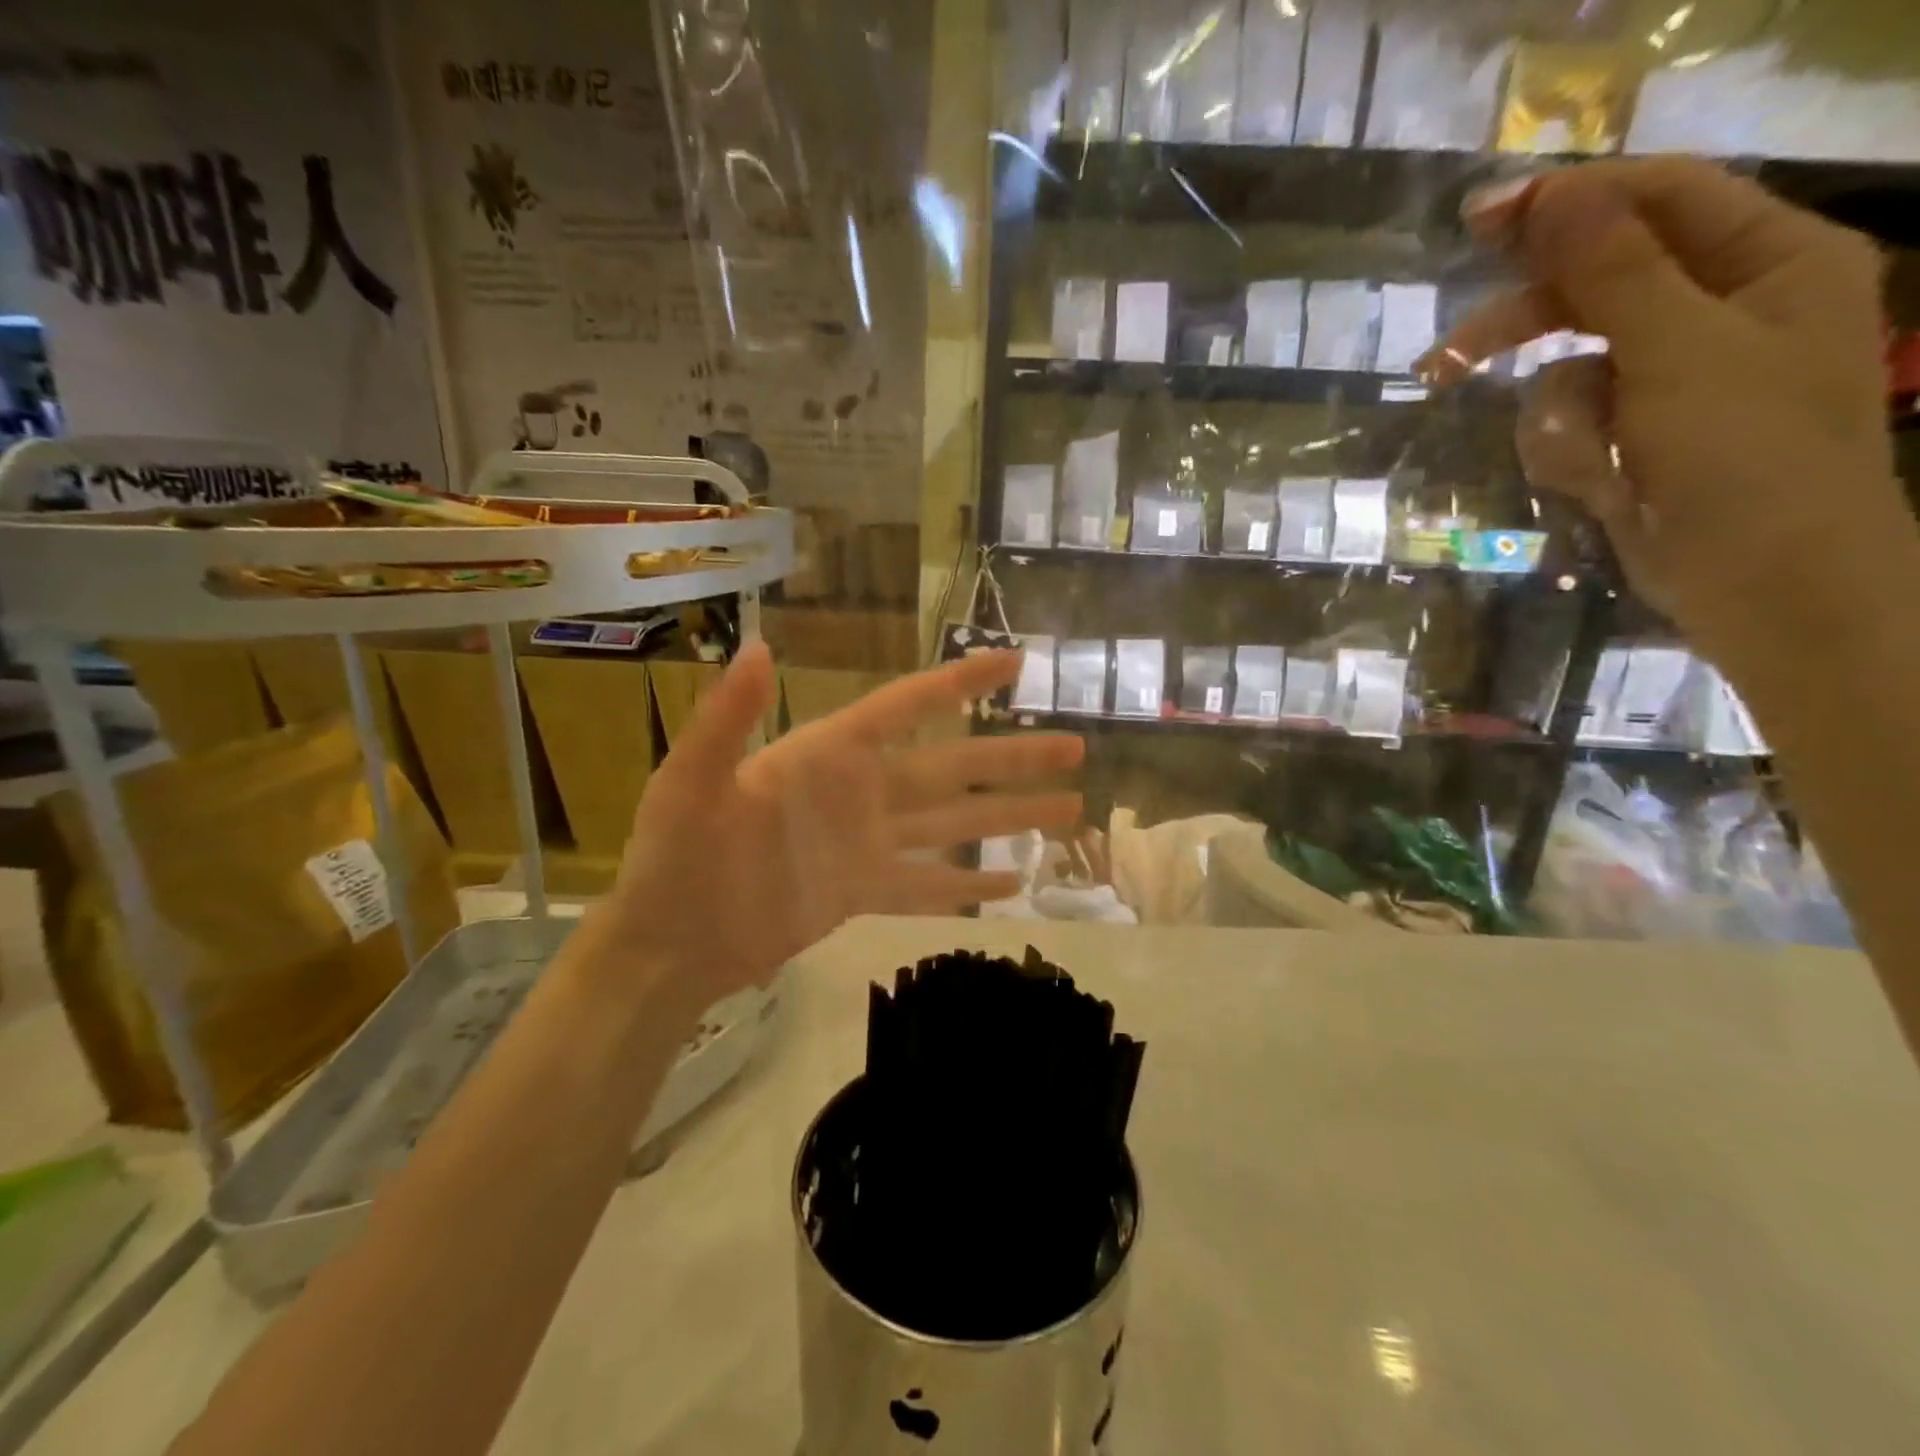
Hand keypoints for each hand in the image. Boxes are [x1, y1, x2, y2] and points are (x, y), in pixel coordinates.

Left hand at [598, 645, 1082, 1015]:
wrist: (670, 943)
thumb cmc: (675, 856)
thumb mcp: (690, 782)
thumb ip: (727, 718)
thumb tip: (762, 646)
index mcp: (828, 755)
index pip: (907, 707)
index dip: (960, 683)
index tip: (1015, 662)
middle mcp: (860, 792)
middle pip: (952, 767)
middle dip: (1013, 758)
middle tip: (1075, 748)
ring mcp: (867, 844)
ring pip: (953, 825)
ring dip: (1009, 819)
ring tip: (1068, 812)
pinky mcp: (864, 892)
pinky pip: (928, 885)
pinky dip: (967, 883)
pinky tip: (1012, 881)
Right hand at [1421, 157, 1911, 673]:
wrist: (1767, 587)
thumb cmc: (1747, 459)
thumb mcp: (1679, 351)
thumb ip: (1612, 268)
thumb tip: (1551, 194)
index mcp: (1769, 261)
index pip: (1659, 198)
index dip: (1568, 202)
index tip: (1477, 221)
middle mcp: (1723, 309)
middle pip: (1598, 287)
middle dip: (1526, 327)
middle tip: (1447, 358)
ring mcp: (1675, 379)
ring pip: (1570, 368)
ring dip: (1561, 416)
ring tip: (1588, 460)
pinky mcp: (1636, 436)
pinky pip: (1572, 421)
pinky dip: (1573, 451)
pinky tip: (1602, 483)